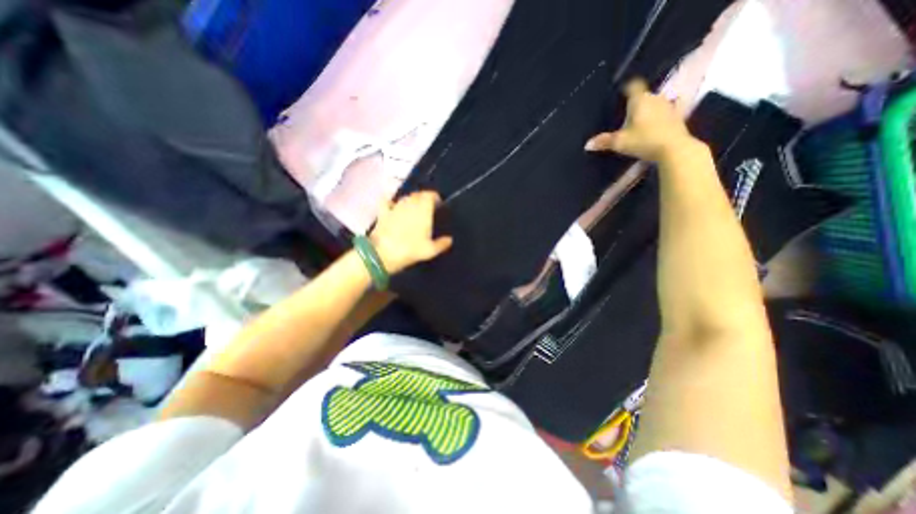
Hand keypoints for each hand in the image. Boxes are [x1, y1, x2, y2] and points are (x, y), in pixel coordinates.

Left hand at [367, 190, 453, 273]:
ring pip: (405, 198)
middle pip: (418, 195)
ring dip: (410, 200)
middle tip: (427, 208)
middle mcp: (410, 204)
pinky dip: (391, 202)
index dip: (435, 197)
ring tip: (414, 209)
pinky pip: (386, 202)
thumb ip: (442, 243)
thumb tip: (450, 239)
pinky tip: (392, 206)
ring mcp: (395, 208)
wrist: (383, 254)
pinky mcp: (383, 213)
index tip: (438, 204)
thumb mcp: (430, 250)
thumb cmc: (411, 250)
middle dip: (423, 198)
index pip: (430, 195)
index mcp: (423, 209)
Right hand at [583, 78, 702, 161]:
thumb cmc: (643, 140)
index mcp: (640, 100)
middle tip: (626, 112)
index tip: (621, 91)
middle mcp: (655, 98)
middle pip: (644, 95)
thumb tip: (587, 144)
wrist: (673, 148)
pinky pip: (667, 113)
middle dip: (636, 102)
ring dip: (648, 109)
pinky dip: (661, 116)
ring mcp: (668, 107)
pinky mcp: (677, 118)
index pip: (633, 86)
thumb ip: (604, 141)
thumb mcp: (619, 143)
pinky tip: (659, 122)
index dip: (627, 87)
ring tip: (640, 119)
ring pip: (655, 103)